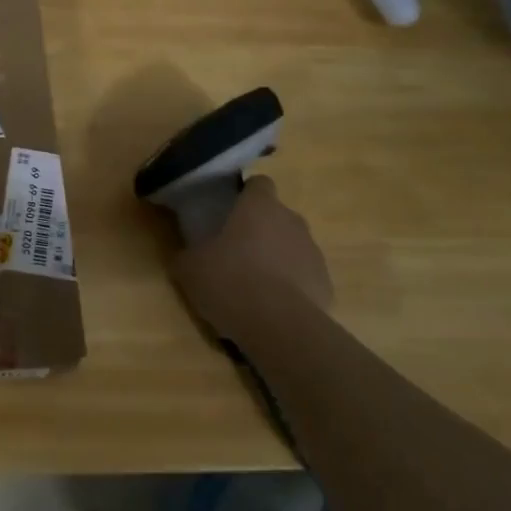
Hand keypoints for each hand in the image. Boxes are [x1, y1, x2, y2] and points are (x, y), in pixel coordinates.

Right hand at [172, 176, 333, 347]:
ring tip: (253, 286)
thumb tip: (184, 256)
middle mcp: (292, 221)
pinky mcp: (325, 284)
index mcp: (259, 207)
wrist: (280, 327)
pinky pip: (304, 277)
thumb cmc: (230, 282)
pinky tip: (272, 308)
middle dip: (259, 230)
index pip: (259, 183)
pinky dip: (290, 287)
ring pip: (291, 246)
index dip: (245, 195)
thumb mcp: (190, 268)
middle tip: (234, 252)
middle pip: (276, 216)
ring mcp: (313, 253)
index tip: (230, 211)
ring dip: (275, 258)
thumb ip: (187, 255)